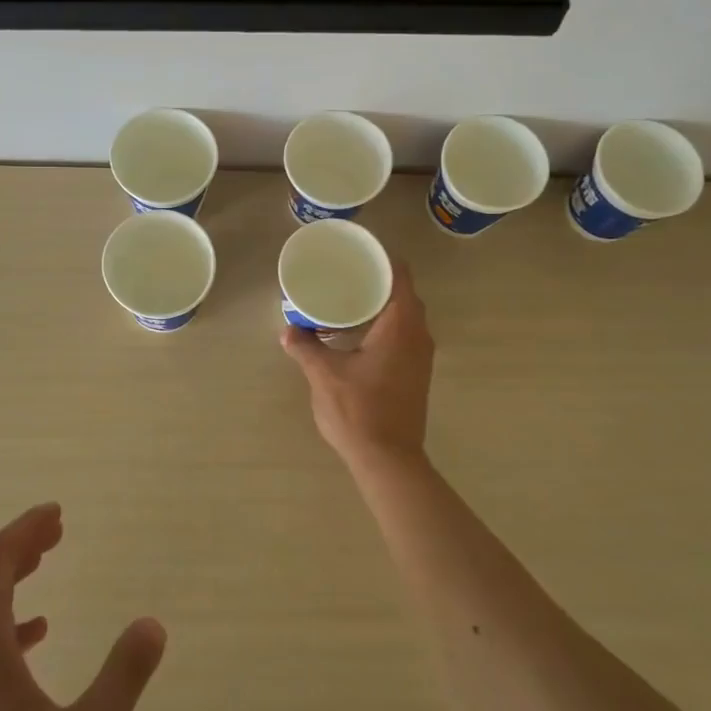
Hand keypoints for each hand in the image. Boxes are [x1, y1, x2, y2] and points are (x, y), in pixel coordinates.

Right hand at [281, 263, 434, 466]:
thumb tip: (288, 330)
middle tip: (345, 274)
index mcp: (400, 325)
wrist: (389, 460)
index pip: (399, 275)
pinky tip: (357, 334)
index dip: (381, 258)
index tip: (357, 251)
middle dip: (377, 280)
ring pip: (405, 316)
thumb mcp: (324, 375)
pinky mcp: (417, 373)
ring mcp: (421, 356)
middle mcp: (418, 334)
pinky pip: (404, 334)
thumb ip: (305, 348)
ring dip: (381, 305)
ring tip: (347, 300)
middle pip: (403, 293)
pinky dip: (384, 326)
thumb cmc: (359, 411)